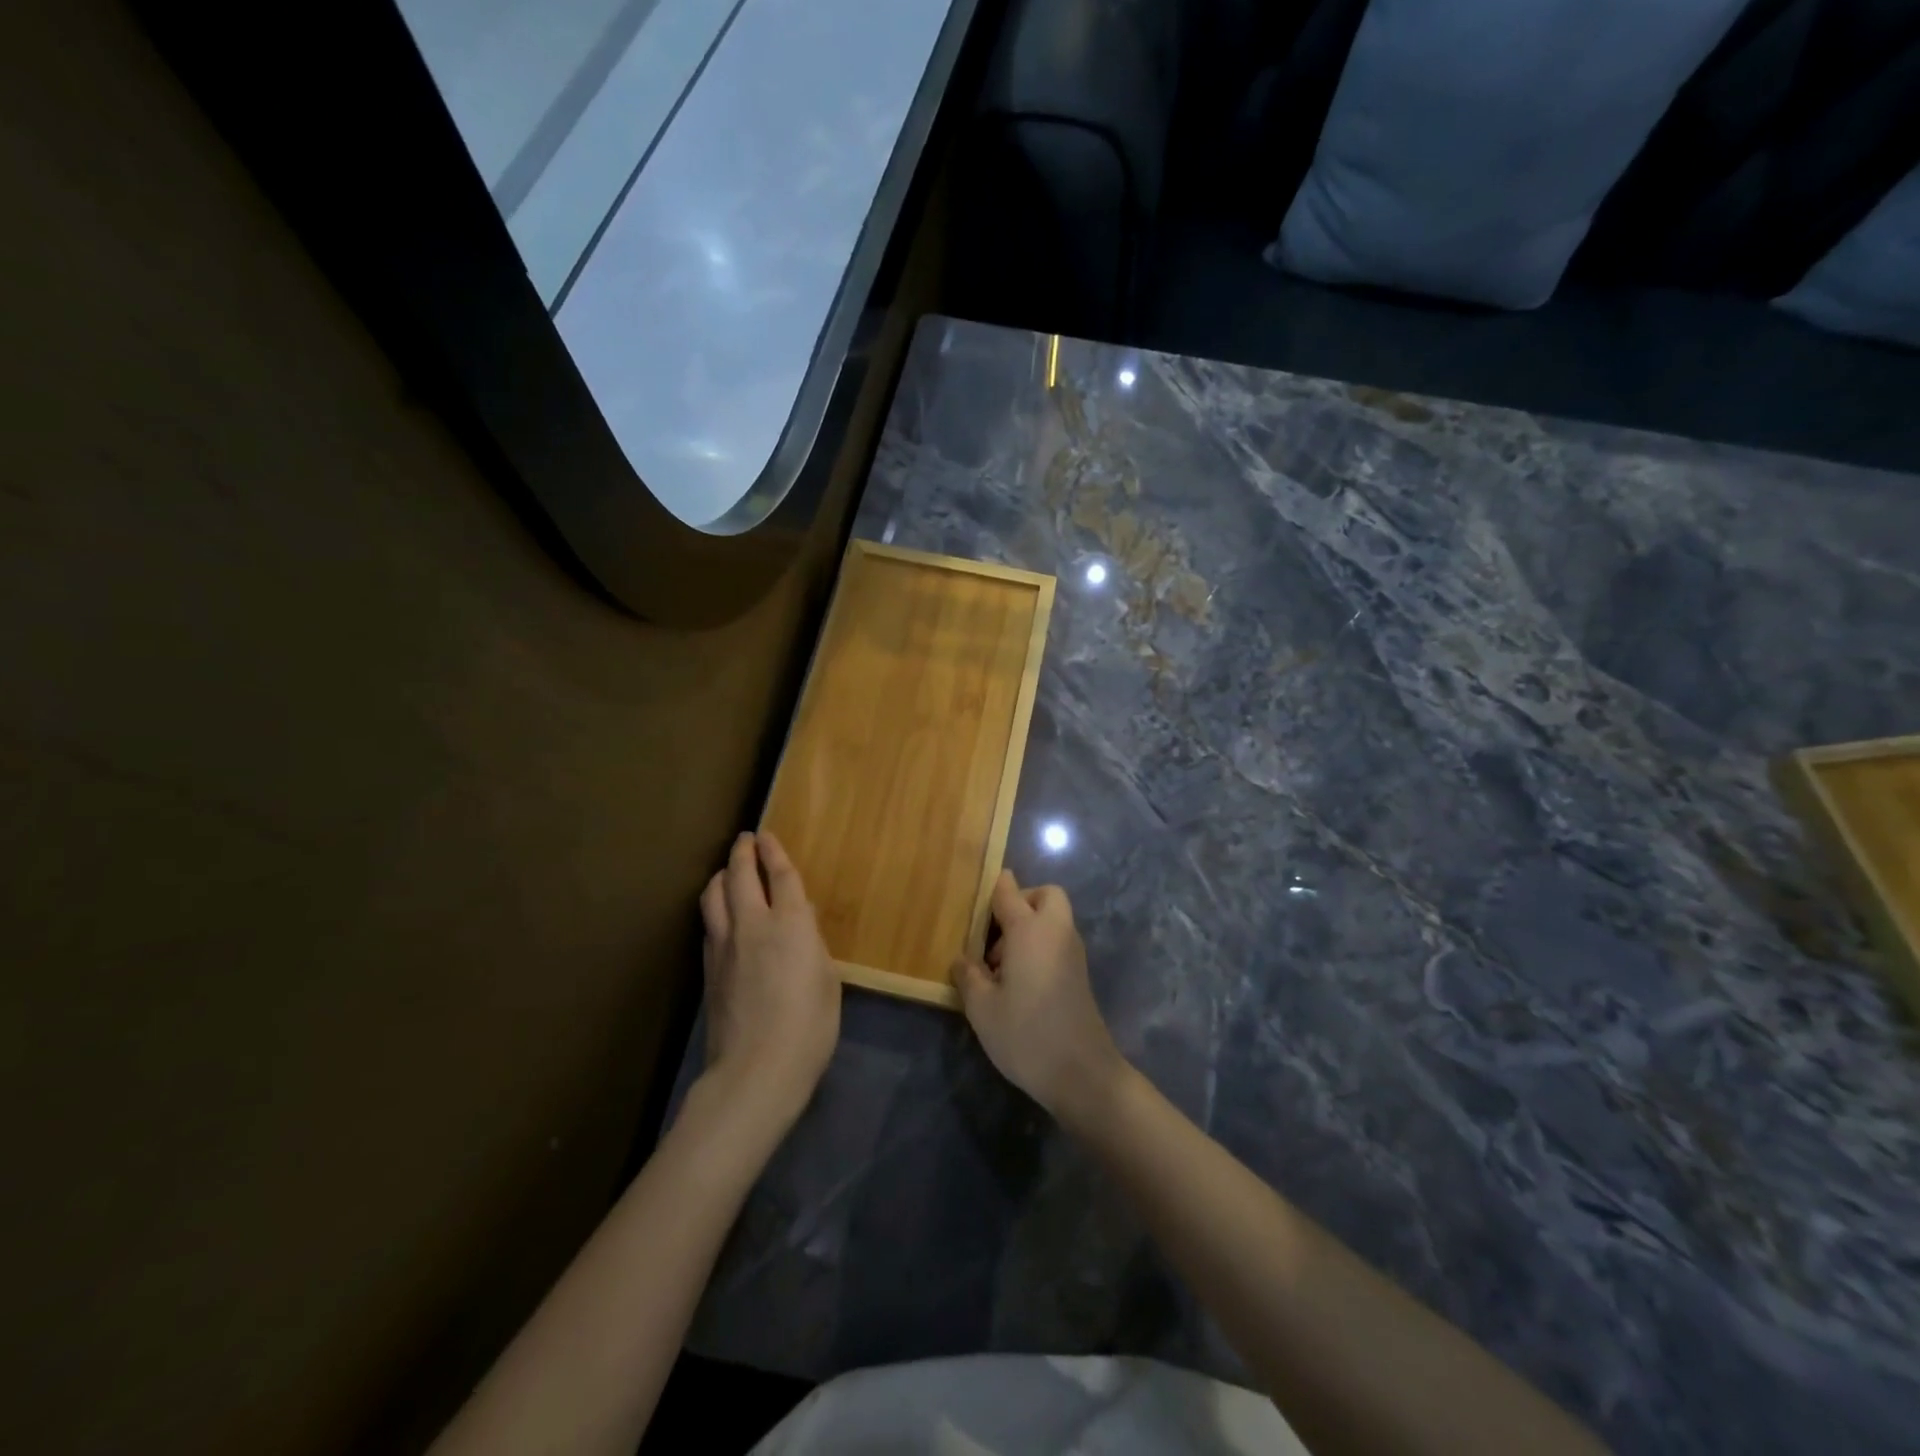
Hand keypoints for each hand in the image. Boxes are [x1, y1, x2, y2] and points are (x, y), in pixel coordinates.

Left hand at [697, 832, 840, 1136]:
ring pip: (714, 894)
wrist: (757, 1069)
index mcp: (791, 923)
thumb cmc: (809, 1026)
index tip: (768, 836)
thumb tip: (801, 922)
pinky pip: (709, 922)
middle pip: (740, 875)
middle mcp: (754, 923)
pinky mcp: (708, 967)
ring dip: (721, 875)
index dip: (775, 852)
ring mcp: (725, 945)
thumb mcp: (827, 980)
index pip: (781, 875)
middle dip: (743, 853)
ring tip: (727, 871)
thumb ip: (812, 943)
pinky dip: (715, 906)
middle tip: (746, 840)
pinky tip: (721, 913)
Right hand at [951, 871, 1129, 1129]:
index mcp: (1029, 930)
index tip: (972, 900)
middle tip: (994, 934)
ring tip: (999, 966)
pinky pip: (1057, 941)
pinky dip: (1040, 946)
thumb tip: (962, 960)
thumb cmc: (1025, 1034)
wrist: (1081, 1073)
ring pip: (1053, 918)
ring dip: (1029, 927)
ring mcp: (1072, 952)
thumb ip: (968, 976)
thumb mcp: (982, 1008)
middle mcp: (1055, 932)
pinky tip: (1018, 982)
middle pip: (1044, 895)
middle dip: (1020, 902)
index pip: (1008, 891)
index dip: (991, 889)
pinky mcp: (1079, 974)